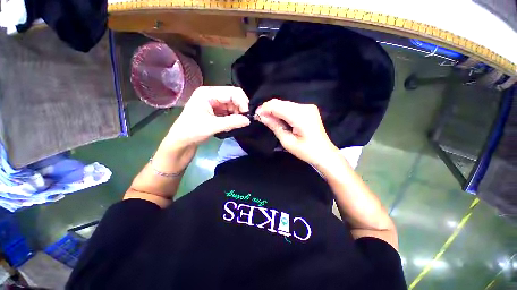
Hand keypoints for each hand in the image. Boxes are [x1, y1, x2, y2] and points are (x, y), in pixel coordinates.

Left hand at [165, 86, 250, 146]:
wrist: (181, 142)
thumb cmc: (192, 131)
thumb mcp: (212, 126)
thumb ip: (232, 122)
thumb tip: (248, 120)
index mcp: (207, 93)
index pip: (231, 92)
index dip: (242, 101)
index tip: (247, 114)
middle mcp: (211, 95)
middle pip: (233, 97)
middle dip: (240, 108)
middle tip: (244, 120)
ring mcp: (213, 103)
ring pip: (232, 105)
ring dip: (237, 114)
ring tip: (237, 124)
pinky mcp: (215, 111)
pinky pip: (229, 111)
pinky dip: (233, 117)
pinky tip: (232, 124)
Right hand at [256, 99, 338, 165]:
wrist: (324, 153)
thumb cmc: (306, 151)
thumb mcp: (287, 142)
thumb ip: (274, 126)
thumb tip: (261, 116)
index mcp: (301, 116)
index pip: (278, 106)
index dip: (265, 109)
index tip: (256, 115)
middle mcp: (305, 107)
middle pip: (281, 103)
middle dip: (268, 109)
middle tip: (261, 118)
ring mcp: (308, 106)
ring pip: (285, 103)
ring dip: (274, 110)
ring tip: (268, 119)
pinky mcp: (308, 108)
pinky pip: (290, 106)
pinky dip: (282, 111)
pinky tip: (278, 118)